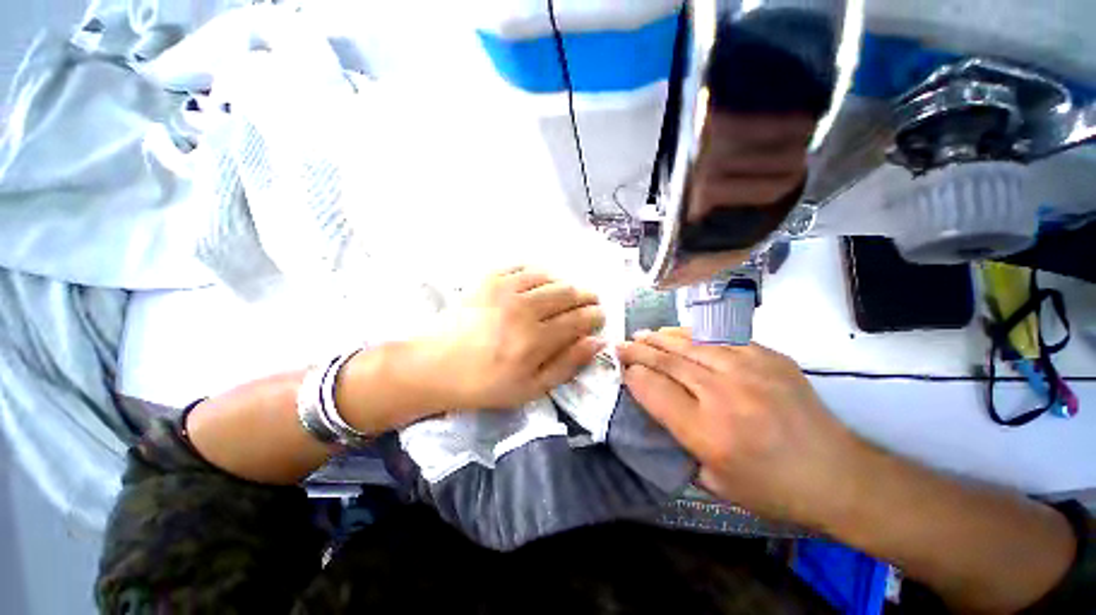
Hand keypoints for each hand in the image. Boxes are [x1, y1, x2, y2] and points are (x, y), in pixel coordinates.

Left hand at [426, 267, 606, 409]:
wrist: (435, 366)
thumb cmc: (485, 384)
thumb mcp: (531, 388)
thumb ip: (567, 364)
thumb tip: (597, 342)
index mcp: (535, 340)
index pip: (578, 319)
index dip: (594, 315)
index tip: (600, 316)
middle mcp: (523, 308)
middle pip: (567, 293)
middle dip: (585, 297)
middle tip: (590, 303)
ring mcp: (504, 289)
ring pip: (549, 277)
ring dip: (564, 285)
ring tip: (566, 295)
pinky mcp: (489, 279)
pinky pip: (523, 267)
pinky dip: (538, 274)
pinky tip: (539, 284)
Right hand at [617, 328, 865, 525]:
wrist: (837, 475)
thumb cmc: (771, 488)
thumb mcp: (713, 482)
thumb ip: (677, 444)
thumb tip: (653, 408)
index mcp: (708, 432)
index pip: (654, 391)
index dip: (632, 377)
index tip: (621, 370)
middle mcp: (724, 394)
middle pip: (667, 362)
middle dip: (638, 352)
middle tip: (620, 345)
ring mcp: (749, 370)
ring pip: (690, 344)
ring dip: (660, 338)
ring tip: (641, 335)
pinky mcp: (768, 357)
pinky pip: (719, 338)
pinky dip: (692, 334)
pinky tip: (677, 333)